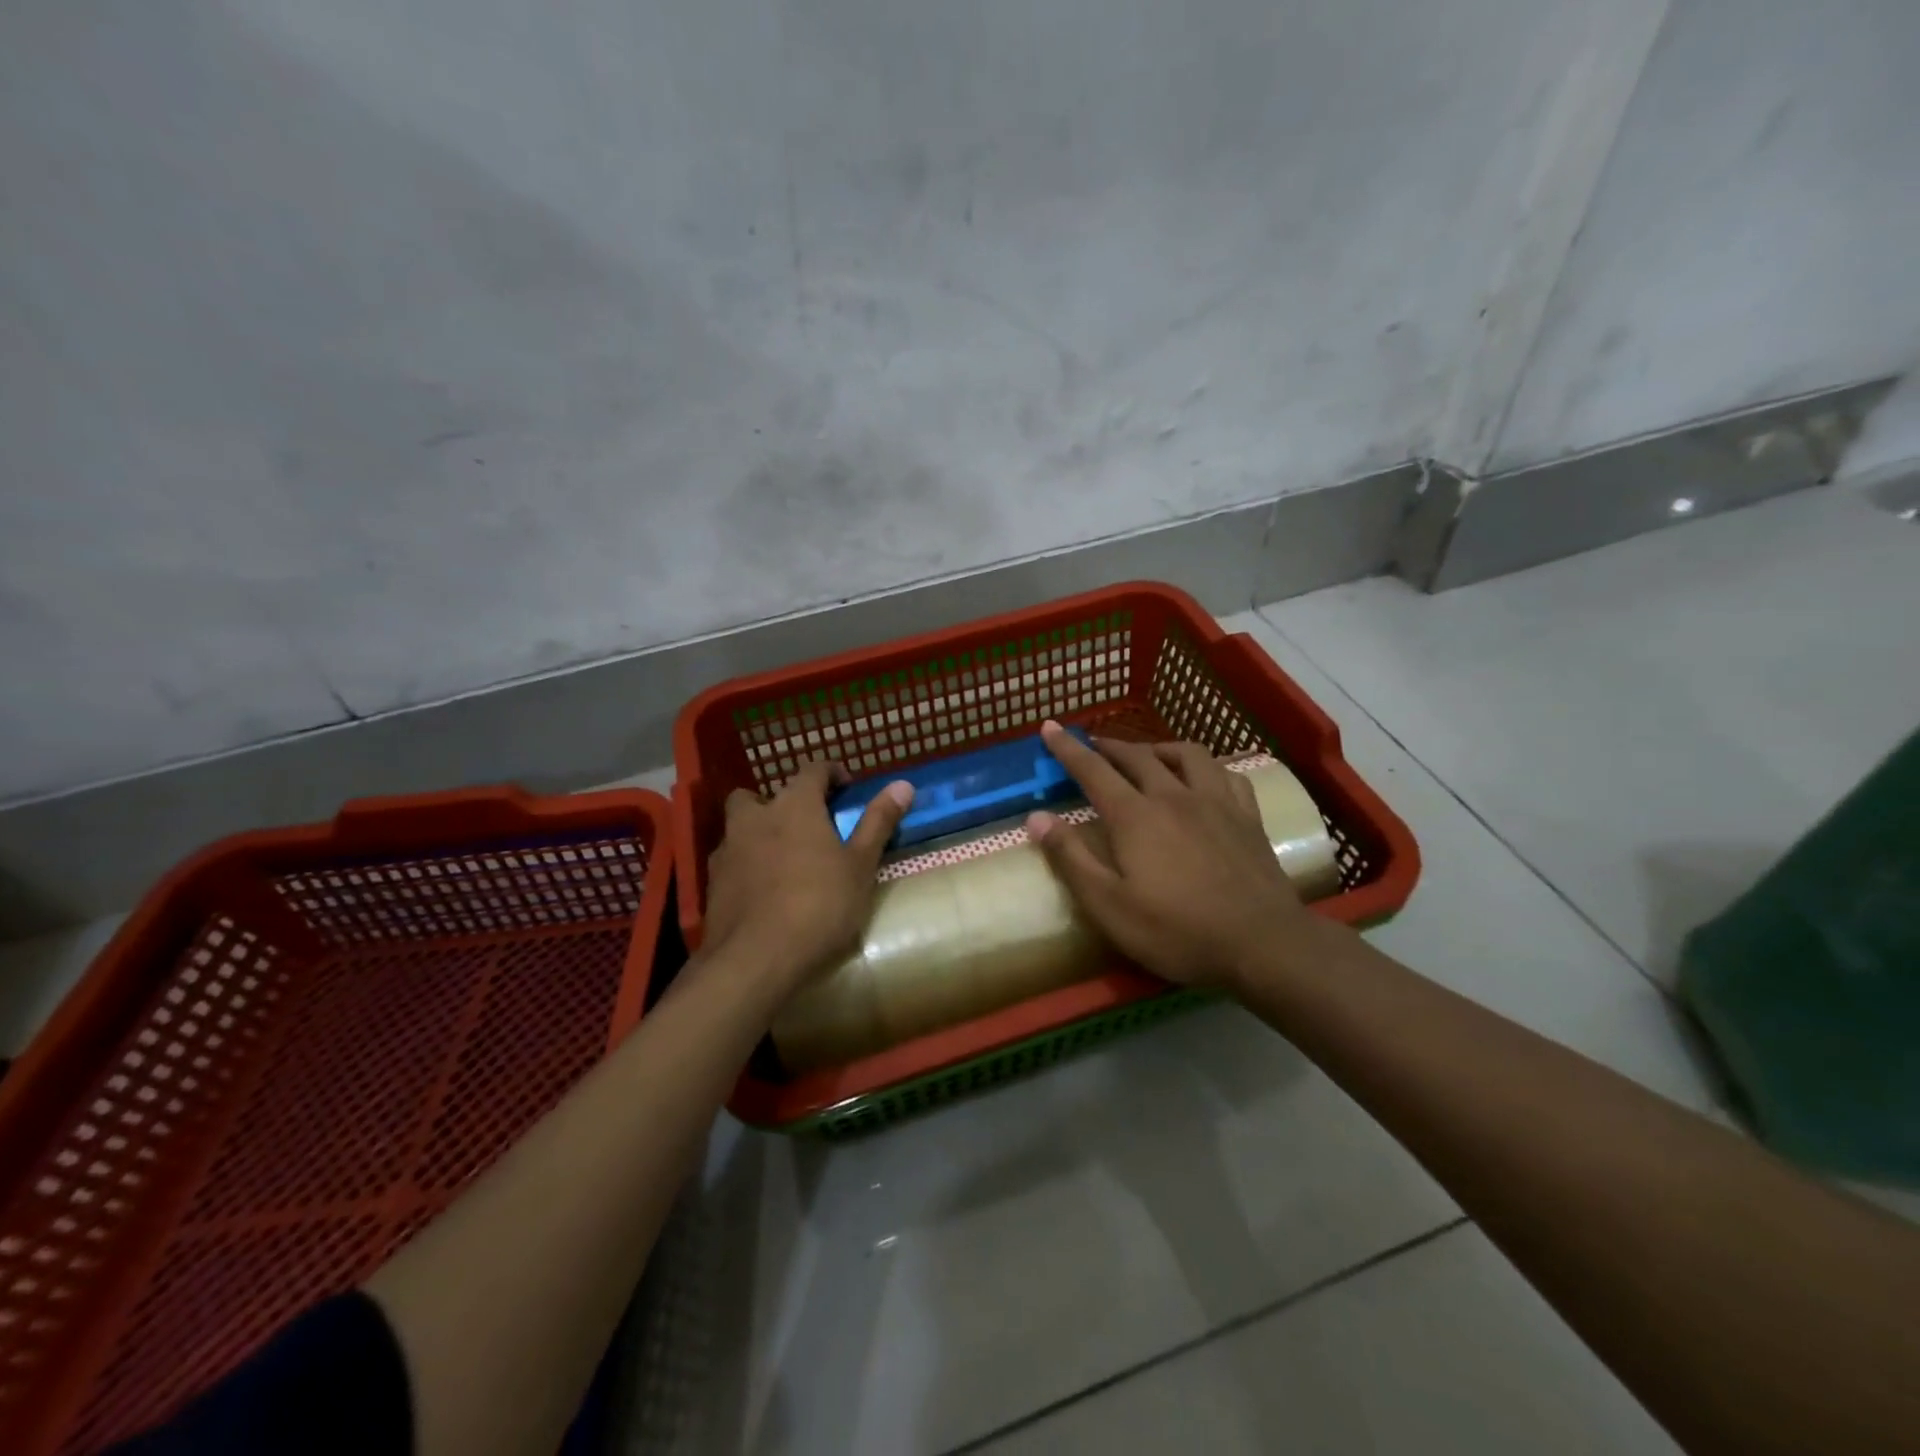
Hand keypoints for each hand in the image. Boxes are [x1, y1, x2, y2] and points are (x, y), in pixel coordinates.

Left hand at [701, 761, 913, 994]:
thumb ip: (878, 822)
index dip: (831, 773)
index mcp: (794, 805)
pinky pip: (732, 861)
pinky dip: (747, 865)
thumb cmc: (820, 905)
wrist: (756, 960)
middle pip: (762, 795)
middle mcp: (755, 817)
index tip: (847, 788)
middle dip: (782, 803)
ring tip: (785, 860)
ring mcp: (728, 850)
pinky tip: (764, 891)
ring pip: (741, 826)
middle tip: (807, 826)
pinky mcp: (712, 884)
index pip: (813, 770)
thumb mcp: (860, 865)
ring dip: (759, 832)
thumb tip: (903, 784)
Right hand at [1027, 721, 1319, 991]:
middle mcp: (1173, 796)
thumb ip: (1071, 858)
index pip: (1093, 770)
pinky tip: (1204, 777)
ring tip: (1147, 755)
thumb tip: (1036, 817)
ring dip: (1159, 748)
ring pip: (1186, 754)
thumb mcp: (1108, 905)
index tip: (1050, 727)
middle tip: (1092, 745)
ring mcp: (1216, 802)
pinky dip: (1207, 767)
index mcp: (1134, 816)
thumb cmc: (1176, 930)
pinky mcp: (1248, 817)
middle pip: (1137, 756)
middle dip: (1109, 746)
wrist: (1262, 943)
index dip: (1068, 748)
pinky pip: (1226, 774)